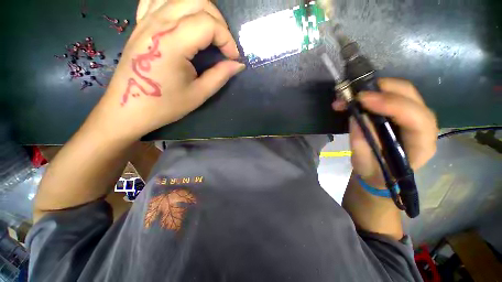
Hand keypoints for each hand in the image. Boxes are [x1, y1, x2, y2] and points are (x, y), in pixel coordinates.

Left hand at [92, 0, 244, 141]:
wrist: (128, 108)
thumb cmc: (164, 105)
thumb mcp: (198, 94)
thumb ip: (220, 76)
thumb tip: (238, 64)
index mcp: (172, 43)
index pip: (209, 24)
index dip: (227, 39)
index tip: (233, 57)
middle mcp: (158, 23)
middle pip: (198, 2)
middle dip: (219, 22)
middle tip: (224, 45)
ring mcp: (147, 20)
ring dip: (203, 10)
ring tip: (210, 32)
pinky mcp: (141, 23)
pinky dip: (178, 3)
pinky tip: (185, 18)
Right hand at [333, 78, 437, 187]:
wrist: (381, 172)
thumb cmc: (375, 172)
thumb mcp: (365, 163)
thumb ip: (361, 142)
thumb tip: (356, 116)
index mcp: (421, 145)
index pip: (415, 117)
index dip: (390, 104)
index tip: (362, 100)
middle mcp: (425, 125)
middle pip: (410, 96)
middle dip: (381, 89)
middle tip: (354, 94)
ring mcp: (414, 115)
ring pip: (401, 90)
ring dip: (375, 88)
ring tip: (350, 96)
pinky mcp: (403, 111)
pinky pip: (391, 94)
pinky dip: (373, 92)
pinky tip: (356, 98)